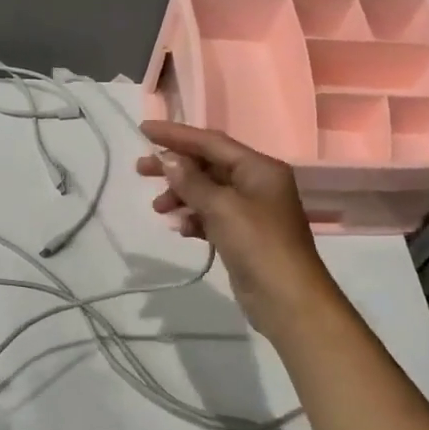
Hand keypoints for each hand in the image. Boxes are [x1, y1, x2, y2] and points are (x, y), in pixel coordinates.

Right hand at [137, 120, 339, 341]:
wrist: (287, 299)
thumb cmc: (258, 245)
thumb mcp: (222, 208)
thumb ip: (193, 182)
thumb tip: (169, 160)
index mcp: (259, 168)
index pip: (212, 142)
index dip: (177, 135)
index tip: (144, 130)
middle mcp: (257, 183)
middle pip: (208, 165)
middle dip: (175, 167)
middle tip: (141, 169)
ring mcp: (250, 211)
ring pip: (207, 192)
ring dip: (181, 196)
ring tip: (158, 208)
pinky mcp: (242, 236)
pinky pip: (212, 217)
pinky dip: (194, 218)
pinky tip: (180, 228)